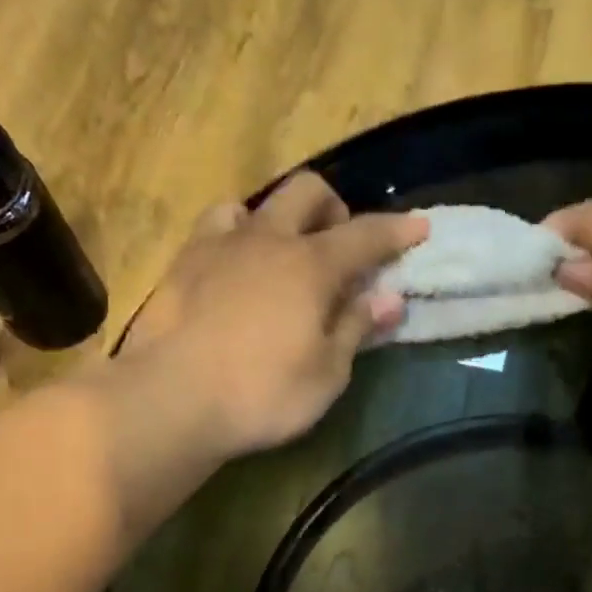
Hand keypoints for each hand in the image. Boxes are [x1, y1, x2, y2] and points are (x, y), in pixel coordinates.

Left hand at [122, 172, 426, 456]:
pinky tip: (236, 266)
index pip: (365, 235)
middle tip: (342, 248)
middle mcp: (267, 239)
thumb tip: (390, 298)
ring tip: (283, 257)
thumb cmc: (262, 394)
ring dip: (281, 219)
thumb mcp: (326, 374)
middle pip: (308, 192)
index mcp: (311, 266)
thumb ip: (356, 328)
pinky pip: (216, 226)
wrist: (171, 399)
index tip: (420, 226)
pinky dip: (238, 235)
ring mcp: (219, 245)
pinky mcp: (182, 263)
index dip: (396, 231)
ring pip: (256, 203)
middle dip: (335, 209)